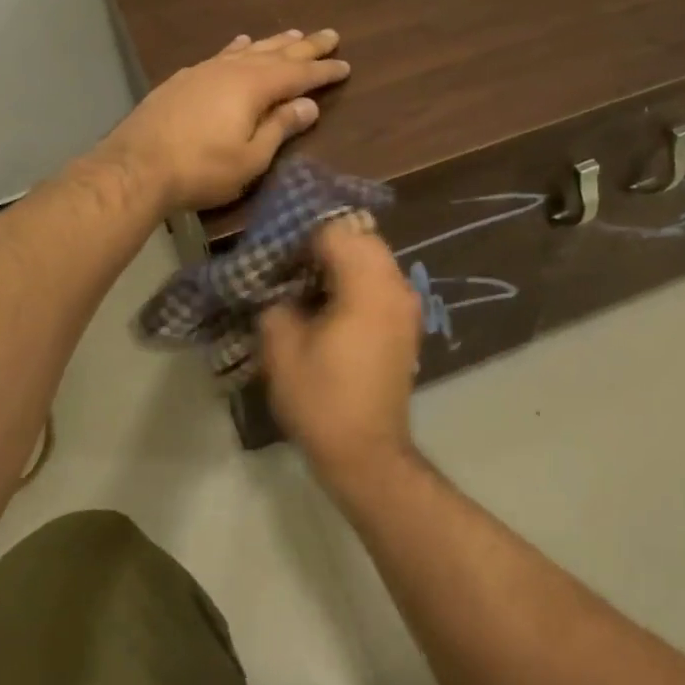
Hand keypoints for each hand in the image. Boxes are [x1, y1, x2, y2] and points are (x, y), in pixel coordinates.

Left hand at [99, 29, 350, 214]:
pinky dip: (238, 48)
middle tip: (330, 34)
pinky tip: (241, 43)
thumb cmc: (201, 169)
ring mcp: (204, 71)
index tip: (345, 64)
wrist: (136, 166)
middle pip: (276, 53)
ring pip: (248, 50)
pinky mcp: (184, 79)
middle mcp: (232, 69)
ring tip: (293, 34)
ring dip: (273, 42)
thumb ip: (280, 128)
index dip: (323, 71)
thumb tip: (308, 105)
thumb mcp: (251, 158)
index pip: (298, 74)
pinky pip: (222, 54)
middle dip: (305, 46)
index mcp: (254, 87)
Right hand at [260, 218, 421, 488]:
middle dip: (324, 244)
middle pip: (360, 238)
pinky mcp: (406, 325)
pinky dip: (356, 283)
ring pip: (374, 259)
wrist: (367, 454)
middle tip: (289, 266)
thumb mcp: (281, 348)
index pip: (336, 231)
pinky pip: (380, 284)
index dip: (302, 238)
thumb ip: (277, 303)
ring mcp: (407, 306)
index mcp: (367, 285)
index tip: (278, 257)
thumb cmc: (322, 399)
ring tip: (306, 286)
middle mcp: (395, 286)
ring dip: (342, 263)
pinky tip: (329, 307)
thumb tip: (281, 289)